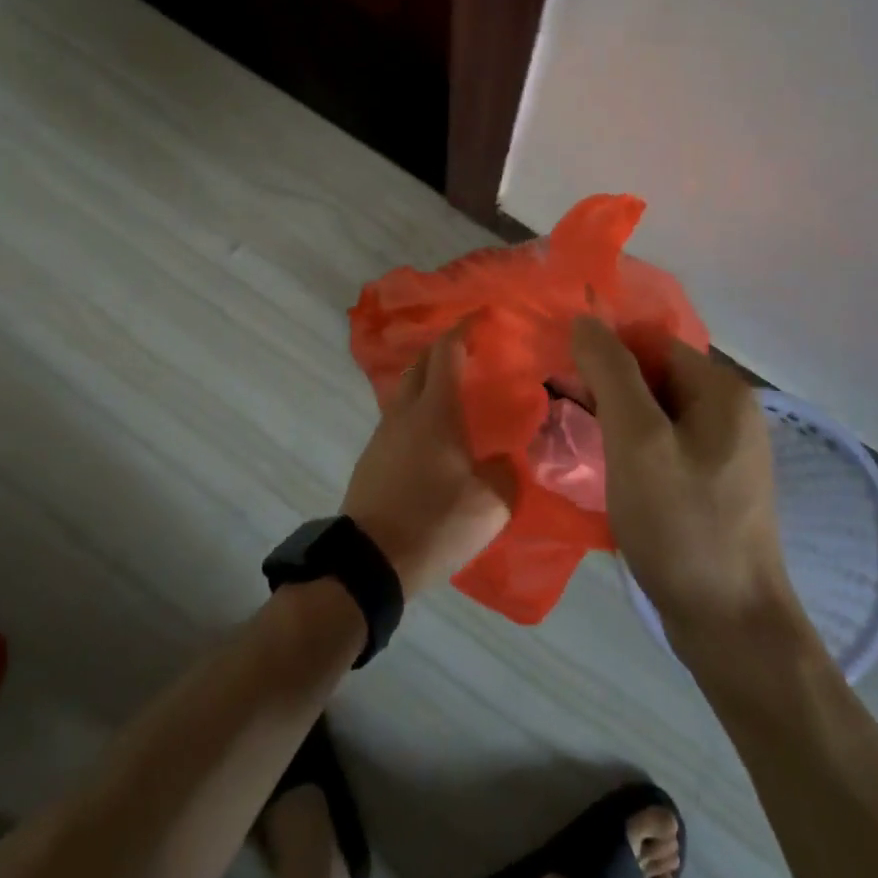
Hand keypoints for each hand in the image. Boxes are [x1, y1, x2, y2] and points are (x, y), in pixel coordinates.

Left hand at [342, 332, 512, 595]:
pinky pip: (398, 421)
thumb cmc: (434, 521)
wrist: (369, 561)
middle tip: (469, 353)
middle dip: (443, 351)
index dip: (463, 329)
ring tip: (454, 396)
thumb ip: (507, 472)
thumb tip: (506, 459)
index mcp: (435, 411)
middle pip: (420, 365)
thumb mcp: (491, 502)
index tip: (480, 316)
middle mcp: (404, 413)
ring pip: (405, 393)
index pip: (447, 352)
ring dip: (427, 383)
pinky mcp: (371, 459)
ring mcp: (382, 435)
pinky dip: (417, 413)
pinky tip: (433, 437)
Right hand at [571, 317, 802, 641]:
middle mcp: (729, 411)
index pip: (650, 342)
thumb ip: (611, 373)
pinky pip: (662, 446)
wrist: (731, 628)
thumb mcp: (637, 441)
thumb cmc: (682, 524)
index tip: (562, 377)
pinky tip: (601, 468)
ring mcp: (723, 451)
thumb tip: (585, 320)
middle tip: (560, 411)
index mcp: (720, 390)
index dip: (604, 352)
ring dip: (612, 418)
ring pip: (654, 413)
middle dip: (605, 387)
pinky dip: (629, 448)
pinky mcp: (711, 484)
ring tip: (571, 437)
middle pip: (653, 376)